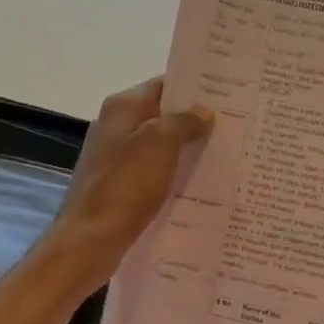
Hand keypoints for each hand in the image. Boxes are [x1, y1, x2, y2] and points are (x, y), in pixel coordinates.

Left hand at [43, 78, 212, 294]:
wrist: (91, 239)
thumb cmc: (126, 185)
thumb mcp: (160, 143)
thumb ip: (183, 121)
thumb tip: (202, 112)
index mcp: (122, 108)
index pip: (163, 85)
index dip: (194, 89)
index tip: (227, 96)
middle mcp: (115, 126)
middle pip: (161, 115)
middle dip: (193, 121)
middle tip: (232, 127)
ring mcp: (114, 158)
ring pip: (158, 145)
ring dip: (185, 149)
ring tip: (222, 154)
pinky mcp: (117, 186)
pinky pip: (151, 172)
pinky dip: (171, 174)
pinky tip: (196, 184)